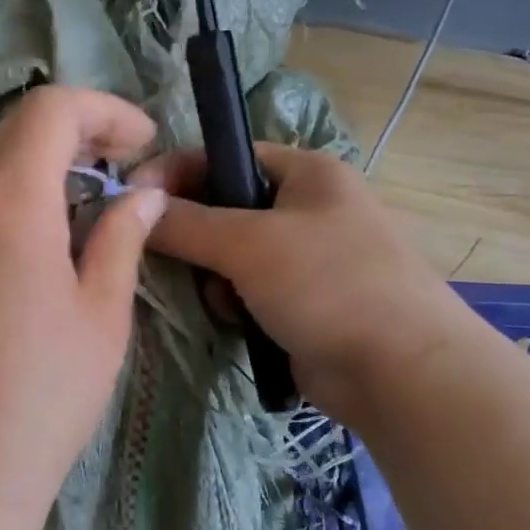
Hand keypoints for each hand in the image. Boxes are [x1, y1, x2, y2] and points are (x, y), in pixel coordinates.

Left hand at [0, 86, 167, 500]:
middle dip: (72, 132)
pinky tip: (29, 244)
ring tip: (78, 203)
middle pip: (12, 129)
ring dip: (34, 163)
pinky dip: (1, 196)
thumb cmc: (45, 395)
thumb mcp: (103, 315)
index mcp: (9, 204)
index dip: (104, 110)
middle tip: (117, 169)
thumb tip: (142, 195)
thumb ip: (122, 238)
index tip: (141, 143)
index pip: (51, 110)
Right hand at [133, 144, 469, 430]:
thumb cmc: (329, 285)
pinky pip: (246, 292)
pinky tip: (238, 323)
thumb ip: (186, 223)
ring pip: (231, 256)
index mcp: (306, 173)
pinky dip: (233, 305)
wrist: (401, 372)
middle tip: (173, 259)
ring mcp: (307, 259)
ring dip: (215, 278)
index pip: (226, 157)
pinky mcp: (301, 303)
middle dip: (196, 236)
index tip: (129, 199)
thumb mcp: (250, 244)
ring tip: (223, 301)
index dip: (176, 173)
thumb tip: (134, 207)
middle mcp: (307, 208)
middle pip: (224, 209)